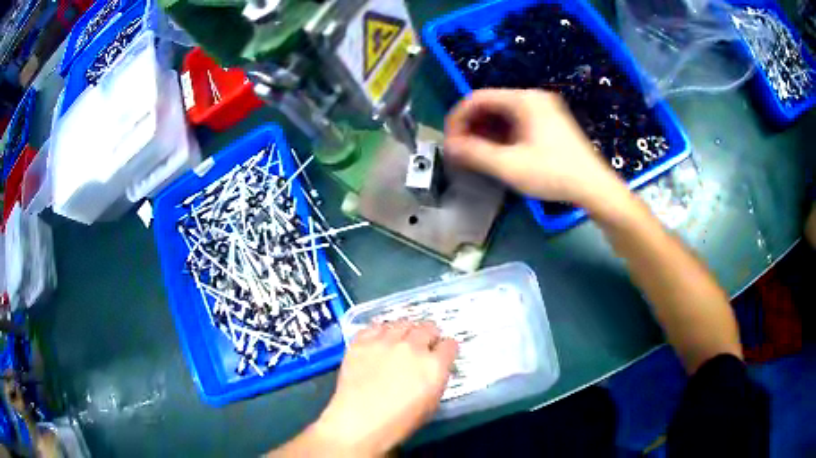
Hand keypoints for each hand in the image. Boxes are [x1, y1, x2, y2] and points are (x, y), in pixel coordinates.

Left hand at [310, 321, 457, 455]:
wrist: (359, 422)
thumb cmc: (399, 422)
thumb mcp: (431, 404)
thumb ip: (436, 379)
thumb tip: (434, 368)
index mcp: (434, 365)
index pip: (450, 345)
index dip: (447, 349)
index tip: (442, 353)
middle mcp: (412, 347)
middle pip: (428, 328)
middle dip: (429, 335)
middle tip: (423, 344)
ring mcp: (385, 341)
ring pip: (402, 323)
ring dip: (405, 331)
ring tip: (400, 340)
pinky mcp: (362, 341)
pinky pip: (375, 326)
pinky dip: (380, 331)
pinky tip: (378, 341)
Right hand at [444, 89, 625, 206]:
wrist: (594, 187)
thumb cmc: (553, 173)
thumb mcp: (509, 165)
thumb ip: (474, 153)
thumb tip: (448, 146)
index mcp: (523, 100)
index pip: (477, 98)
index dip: (457, 119)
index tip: (449, 142)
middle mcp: (533, 98)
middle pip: (490, 104)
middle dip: (470, 126)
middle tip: (460, 151)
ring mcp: (544, 109)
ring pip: (503, 114)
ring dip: (484, 132)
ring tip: (475, 154)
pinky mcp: (550, 123)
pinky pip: (517, 122)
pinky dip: (501, 135)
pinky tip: (496, 152)